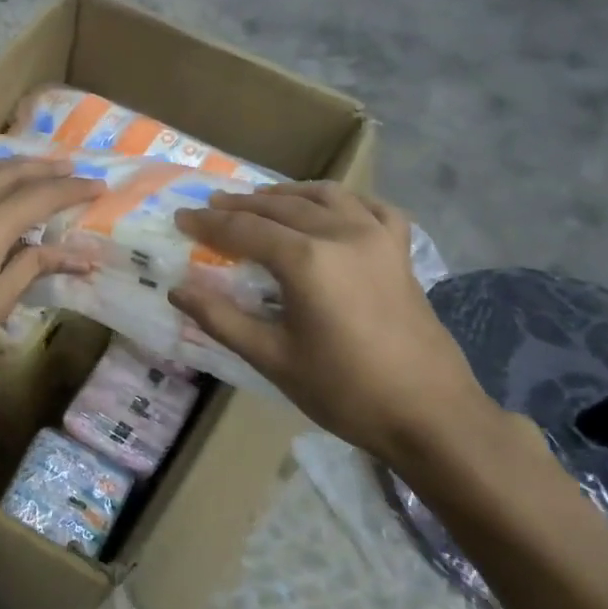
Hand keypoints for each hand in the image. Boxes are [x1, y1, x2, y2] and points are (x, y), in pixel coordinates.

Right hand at [170, 184, 499, 464]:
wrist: (429, 414)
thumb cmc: (344, 391)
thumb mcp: (272, 359)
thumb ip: (221, 318)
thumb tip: (178, 291)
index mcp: (306, 260)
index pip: (243, 230)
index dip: (208, 224)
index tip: (180, 218)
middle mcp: (341, 233)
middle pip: (279, 207)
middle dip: (240, 205)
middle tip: (210, 207)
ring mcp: (377, 237)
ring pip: (324, 196)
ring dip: (285, 194)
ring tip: (259, 200)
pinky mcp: (401, 251)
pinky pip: (370, 207)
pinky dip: (343, 200)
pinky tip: (331, 208)